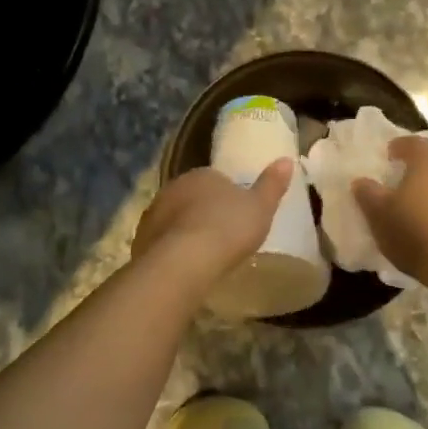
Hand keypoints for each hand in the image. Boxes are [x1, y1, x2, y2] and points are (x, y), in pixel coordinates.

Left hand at [133, 160, 294, 283]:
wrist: (182, 262)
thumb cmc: (227, 229)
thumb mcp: (260, 207)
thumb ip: (272, 184)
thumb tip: (287, 159)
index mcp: (201, 175)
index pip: (215, 179)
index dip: (226, 197)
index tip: (237, 216)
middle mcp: (173, 188)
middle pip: (192, 198)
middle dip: (203, 213)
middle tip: (222, 236)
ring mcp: (153, 214)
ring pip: (174, 219)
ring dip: (185, 231)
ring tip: (203, 256)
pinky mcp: (141, 240)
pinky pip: (161, 242)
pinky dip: (172, 251)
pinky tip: (184, 268)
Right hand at [353, 138, 427, 285]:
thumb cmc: (416, 231)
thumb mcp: (379, 215)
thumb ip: (368, 194)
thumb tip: (361, 181)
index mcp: (427, 162)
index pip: (414, 143)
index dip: (401, 146)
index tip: (390, 153)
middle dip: (423, 168)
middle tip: (407, 180)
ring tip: (423, 206)